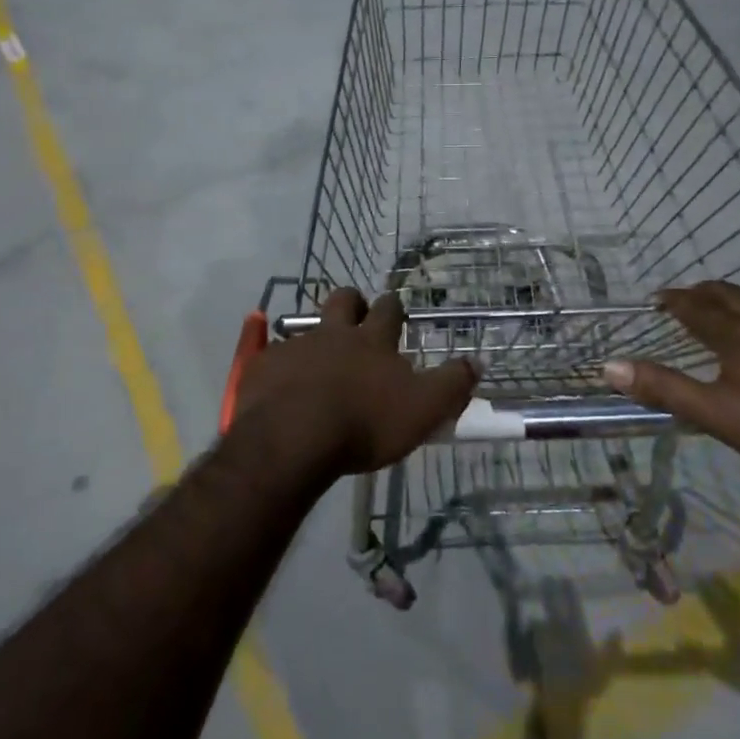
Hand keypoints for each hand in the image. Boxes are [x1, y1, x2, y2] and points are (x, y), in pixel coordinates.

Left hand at [233, 289, 477, 479]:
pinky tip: (279, 384)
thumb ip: (452, 385)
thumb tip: (476, 361)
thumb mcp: (424, 409)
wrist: (294, 437)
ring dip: (314, 337)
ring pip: (306, 328)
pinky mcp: (263, 368)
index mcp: (372, 340)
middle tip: (356, 318)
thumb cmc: (365, 423)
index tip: (395, 311)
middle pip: (343, 301)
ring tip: (317, 359)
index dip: (393, 308)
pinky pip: (270, 356)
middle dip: (353, 303)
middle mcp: (333, 334)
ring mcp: (295, 347)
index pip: (389, 310)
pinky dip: (278, 365)